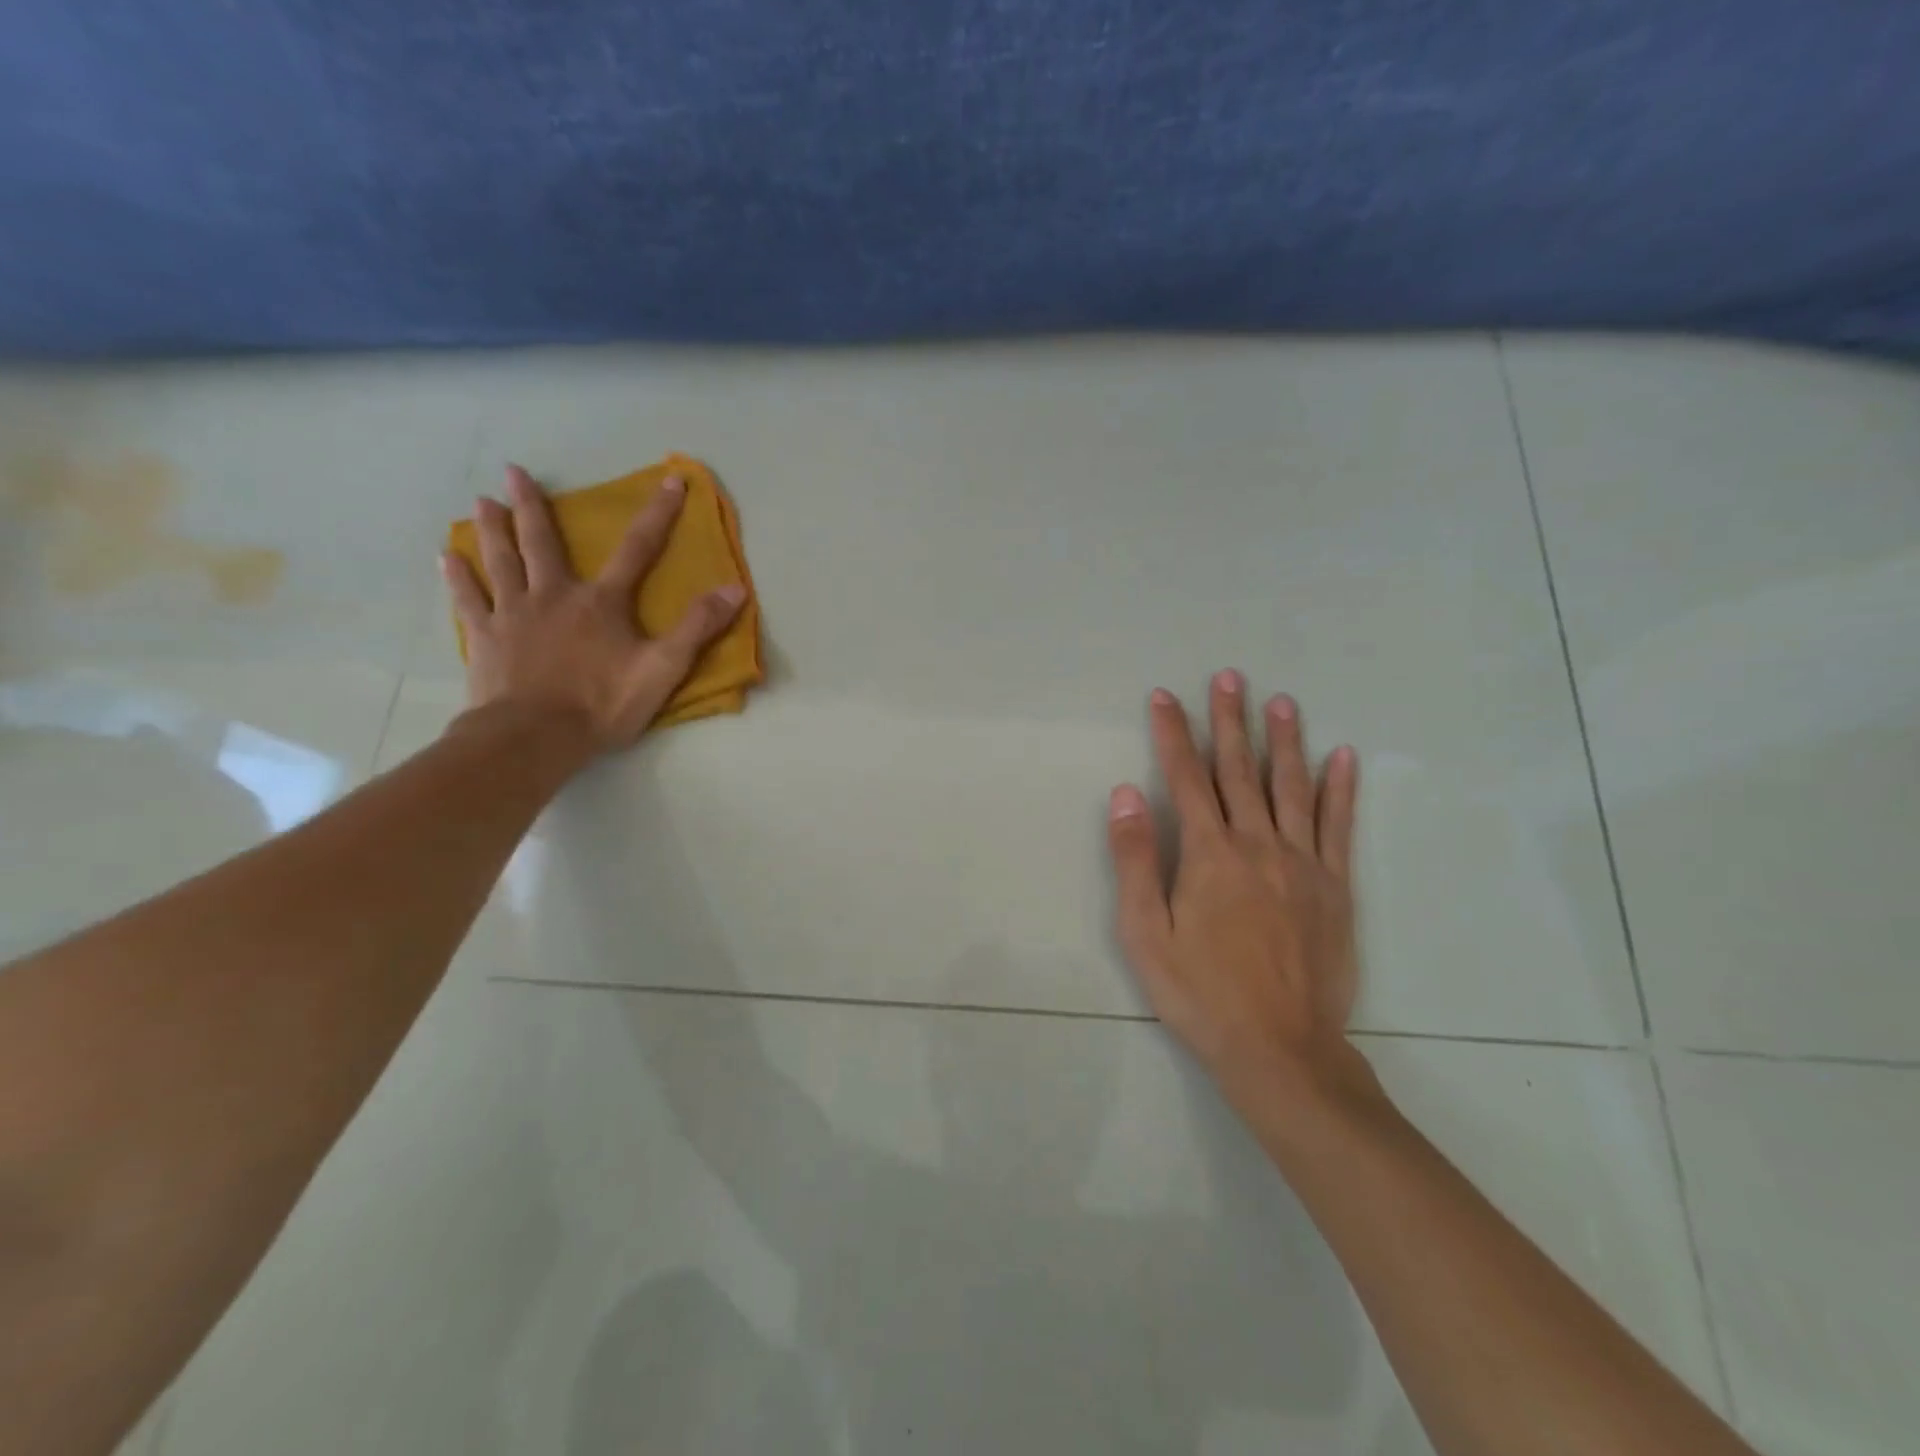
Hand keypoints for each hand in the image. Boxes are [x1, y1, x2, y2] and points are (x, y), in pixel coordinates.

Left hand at [441, 464, 744, 750]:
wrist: (534, 737)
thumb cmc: (602, 704)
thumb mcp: (663, 668)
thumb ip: (698, 627)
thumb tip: (735, 588)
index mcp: (602, 603)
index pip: (638, 549)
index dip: (658, 514)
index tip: (670, 481)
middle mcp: (554, 595)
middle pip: (543, 542)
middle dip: (533, 505)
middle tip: (514, 470)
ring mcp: (514, 614)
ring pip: (501, 561)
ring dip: (492, 529)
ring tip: (481, 501)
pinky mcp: (485, 638)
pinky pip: (468, 600)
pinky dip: (458, 577)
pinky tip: (447, 557)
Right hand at [1107, 672, 1367, 1123]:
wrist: (1281, 1048)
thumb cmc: (1201, 992)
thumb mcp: (1146, 933)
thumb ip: (1136, 859)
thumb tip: (1126, 793)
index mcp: (1209, 854)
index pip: (1185, 777)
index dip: (1173, 733)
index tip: (1165, 696)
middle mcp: (1258, 844)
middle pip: (1240, 770)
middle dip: (1230, 720)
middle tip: (1229, 676)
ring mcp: (1303, 863)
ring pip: (1292, 787)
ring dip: (1284, 740)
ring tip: (1280, 701)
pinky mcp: (1336, 887)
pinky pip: (1338, 826)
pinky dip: (1341, 789)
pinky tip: (1343, 757)